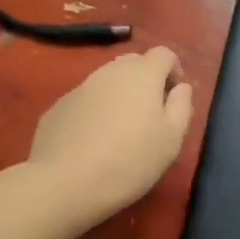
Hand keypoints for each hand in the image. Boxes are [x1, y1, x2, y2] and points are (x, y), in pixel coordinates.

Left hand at [27, 47, 193, 231]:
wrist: (64, 184)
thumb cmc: (130, 160)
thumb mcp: (172, 138)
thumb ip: (182, 105)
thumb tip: (180, 88)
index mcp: (142, 74)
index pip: (164, 54)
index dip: (173, 71)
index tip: (174, 97)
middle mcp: (110, 72)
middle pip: (134, 63)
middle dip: (146, 80)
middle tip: (150, 114)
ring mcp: (80, 88)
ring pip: (107, 82)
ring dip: (119, 96)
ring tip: (120, 131)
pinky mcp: (57, 108)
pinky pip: (85, 101)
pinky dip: (94, 112)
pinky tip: (92, 143)